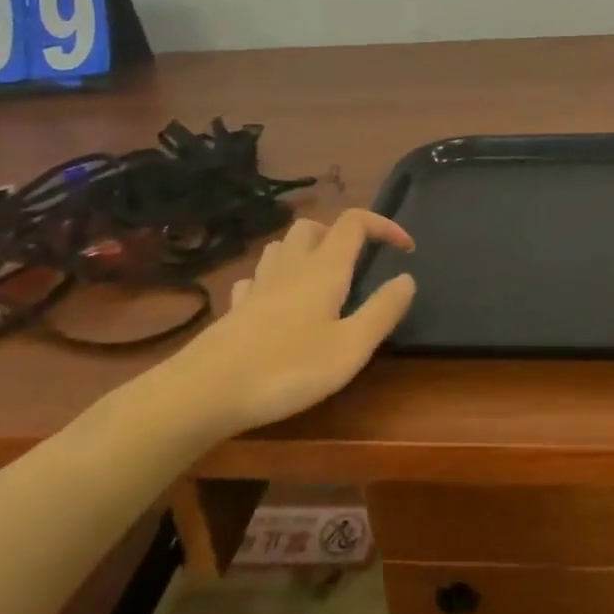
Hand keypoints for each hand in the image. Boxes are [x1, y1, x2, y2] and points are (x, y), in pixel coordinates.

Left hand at [166, 209, 416, 436]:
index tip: (405, 248)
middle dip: (339, 234)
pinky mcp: (235, 307)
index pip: (355, 222)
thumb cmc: (287, 369)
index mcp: (324, 268)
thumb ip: (382, 311)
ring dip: (305, 251)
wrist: (206, 391)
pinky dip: (273, 280)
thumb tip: (407, 278)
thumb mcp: (350, 348)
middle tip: (357, 264)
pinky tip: (276, 303)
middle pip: (313, 225)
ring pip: (282, 246)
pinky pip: (256, 278)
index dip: (383, 224)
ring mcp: (258, 284)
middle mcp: (291, 266)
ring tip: (320, 279)